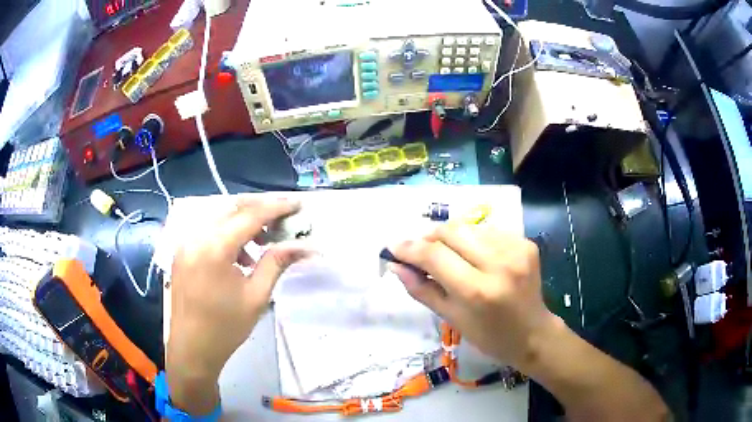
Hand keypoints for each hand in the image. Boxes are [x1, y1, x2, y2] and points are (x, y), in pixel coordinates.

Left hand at [166, 197, 312, 414]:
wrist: (192, 348)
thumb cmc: (226, 327)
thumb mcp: (257, 297)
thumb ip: (277, 263)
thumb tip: (303, 246)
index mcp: (214, 248)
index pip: (250, 215)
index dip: (276, 207)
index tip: (297, 204)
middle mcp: (196, 236)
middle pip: (232, 208)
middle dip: (260, 210)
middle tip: (283, 221)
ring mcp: (185, 242)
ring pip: (219, 217)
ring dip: (243, 222)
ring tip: (263, 242)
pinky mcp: (182, 251)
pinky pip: (208, 230)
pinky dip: (228, 233)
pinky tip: (240, 256)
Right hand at [390, 224, 554, 370]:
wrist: (533, 333)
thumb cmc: (489, 336)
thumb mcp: (451, 318)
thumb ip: (421, 289)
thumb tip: (395, 266)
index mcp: (477, 290)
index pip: (434, 256)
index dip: (409, 248)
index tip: (393, 247)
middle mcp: (499, 263)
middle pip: (451, 231)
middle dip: (429, 238)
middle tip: (421, 252)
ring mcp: (516, 249)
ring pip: (469, 227)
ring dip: (451, 238)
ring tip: (449, 255)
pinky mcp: (526, 243)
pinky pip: (488, 231)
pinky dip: (474, 240)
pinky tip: (475, 256)